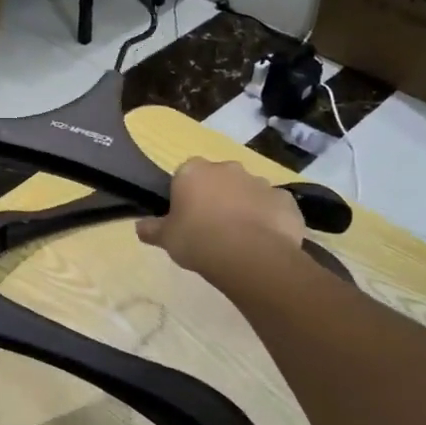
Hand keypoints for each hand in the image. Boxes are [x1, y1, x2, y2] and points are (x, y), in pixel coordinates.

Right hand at [136, 159, 304, 280]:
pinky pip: (273, 207)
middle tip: (211, 226)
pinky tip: (264, 242)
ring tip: (240, 238)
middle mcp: (227, 168)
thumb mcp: (166, 238)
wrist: (250, 256)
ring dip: (244, 207)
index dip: (186, 195)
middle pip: (219, 179)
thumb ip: (152, 229)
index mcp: (194, 171)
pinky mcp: (286, 200)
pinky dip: (269, 219)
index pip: (185, 175)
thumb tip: (139, 227)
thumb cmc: (198, 240)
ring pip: (248, 192)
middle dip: (217, 196)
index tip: (185, 216)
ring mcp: (260, 182)